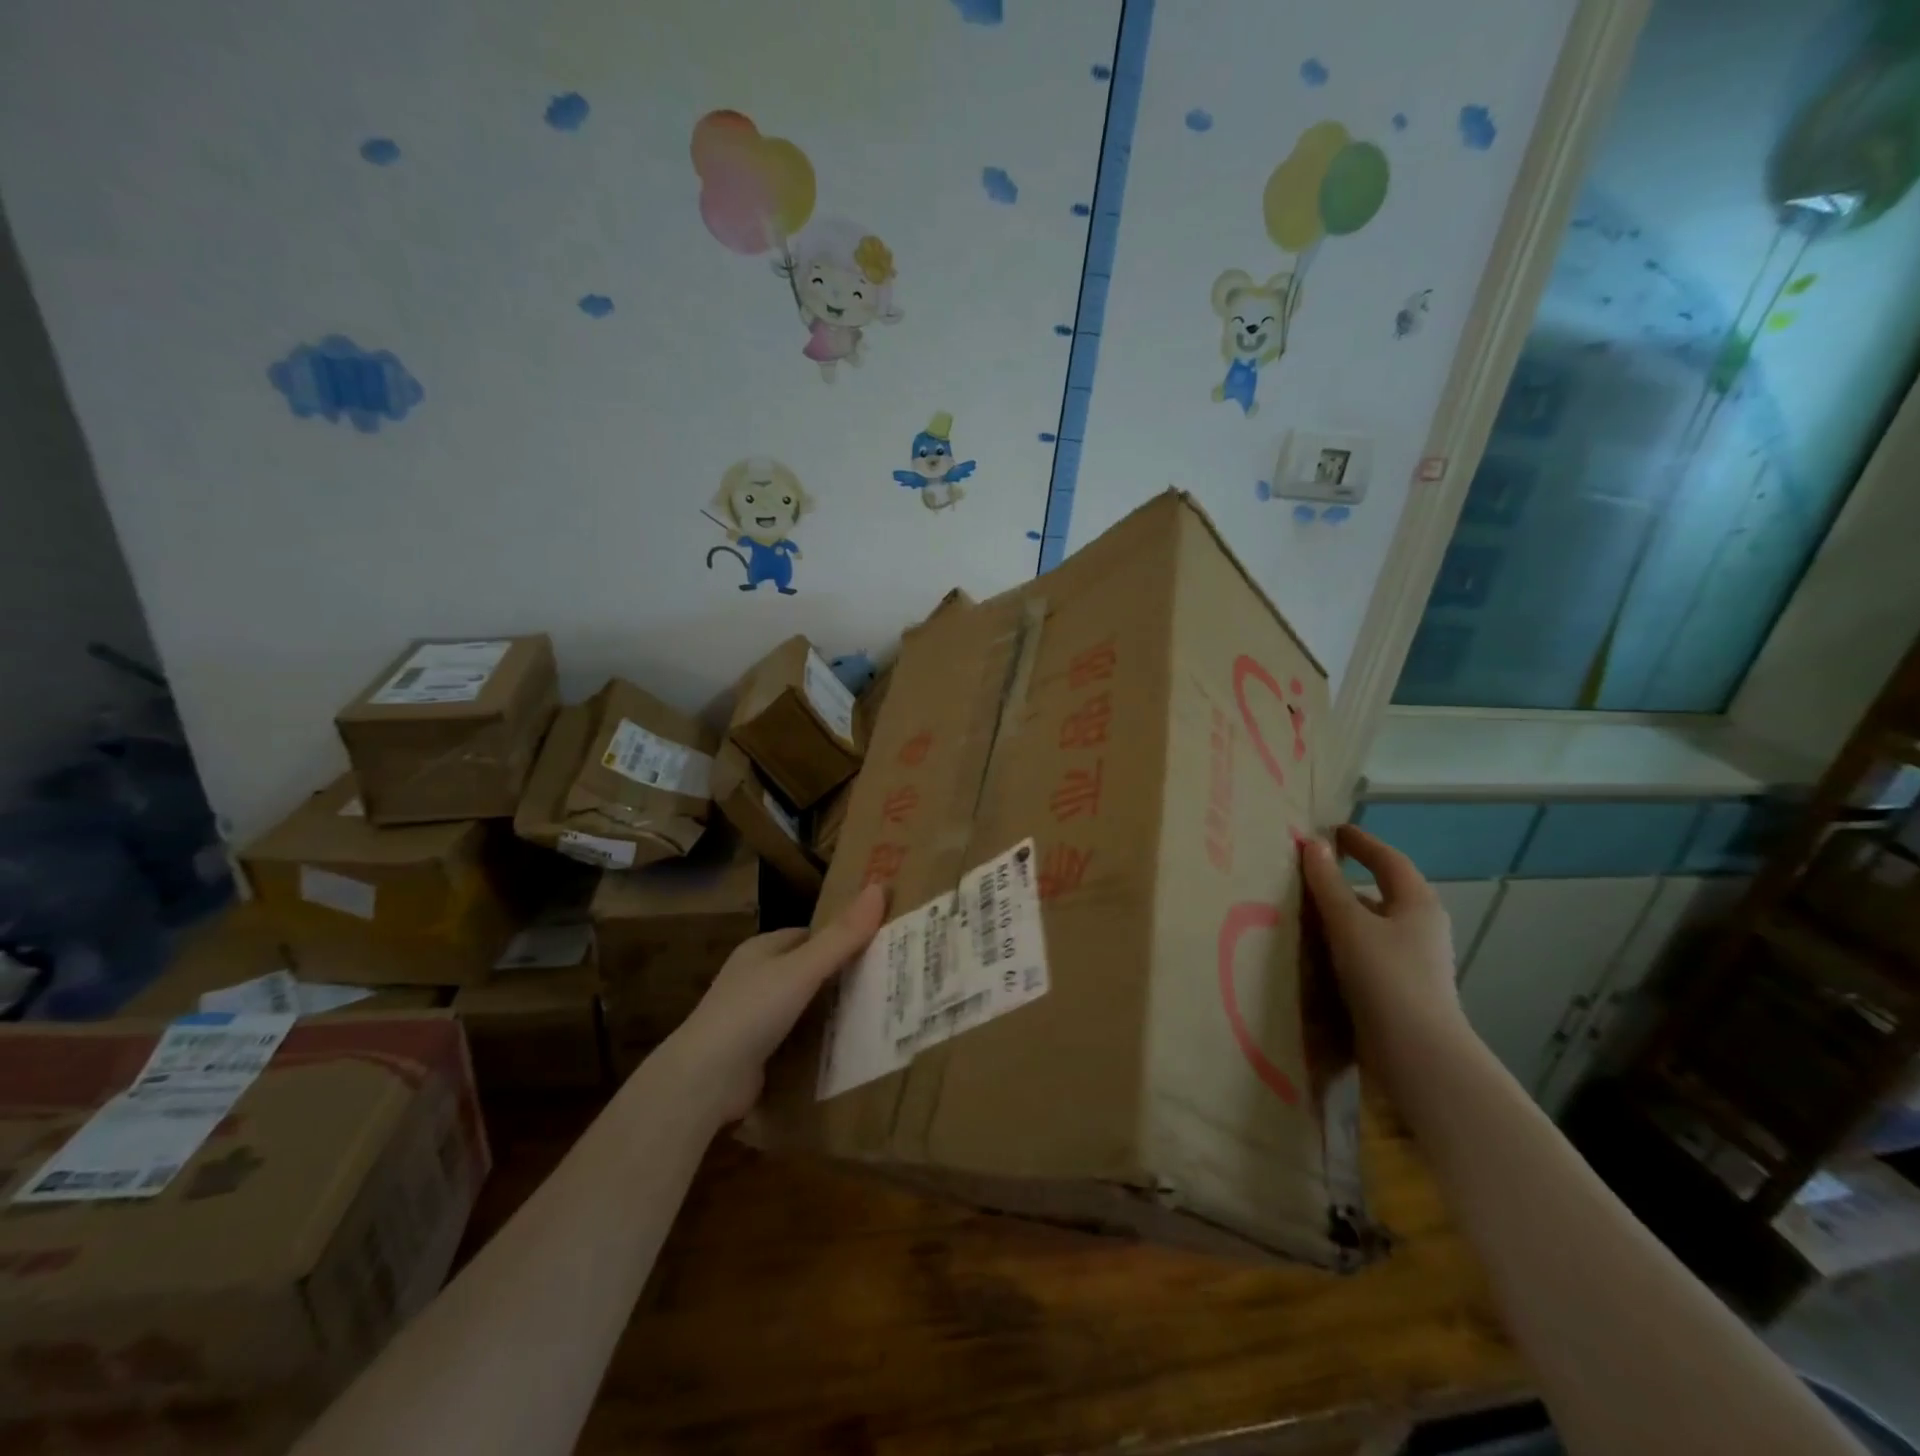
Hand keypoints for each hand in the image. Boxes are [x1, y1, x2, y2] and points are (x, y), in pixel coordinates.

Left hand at [663, 883, 886, 1122]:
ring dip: (831, 1012)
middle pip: (808, 971)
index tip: (879, 946)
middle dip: (840, 977)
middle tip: (886, 983)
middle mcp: (755, 978)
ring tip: (877, 1015)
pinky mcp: (756, 1053)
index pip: (809, 936)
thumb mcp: (803, 969)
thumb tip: (880, 887)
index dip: (841, 938)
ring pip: (803, 1006)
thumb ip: (842, 936)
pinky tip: (846, 1048)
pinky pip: (796, 1039)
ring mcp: (753, 1017)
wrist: (705, 1080)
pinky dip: (818, 1042)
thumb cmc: (752, 1011)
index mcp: (761, 949)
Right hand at [1300, 825, 1470, 1096]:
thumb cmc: (1386, 978)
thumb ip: (1328, 884)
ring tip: (1303, 912)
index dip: (1361, 843)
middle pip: (1382, 893)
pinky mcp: (1400, 989)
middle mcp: (1421, 928)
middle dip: (1347, 881)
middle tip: (1309, 872)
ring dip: (1341, 916)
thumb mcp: (1349, 924)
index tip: (1334, 830)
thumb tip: (1315, 845)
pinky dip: (1342, 944)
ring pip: (1372, 926)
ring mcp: (1413, 961)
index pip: (1388, 860)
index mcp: (1417, 904)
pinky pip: (1366, 953)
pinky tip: (1316, 953)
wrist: (1417, 1055)